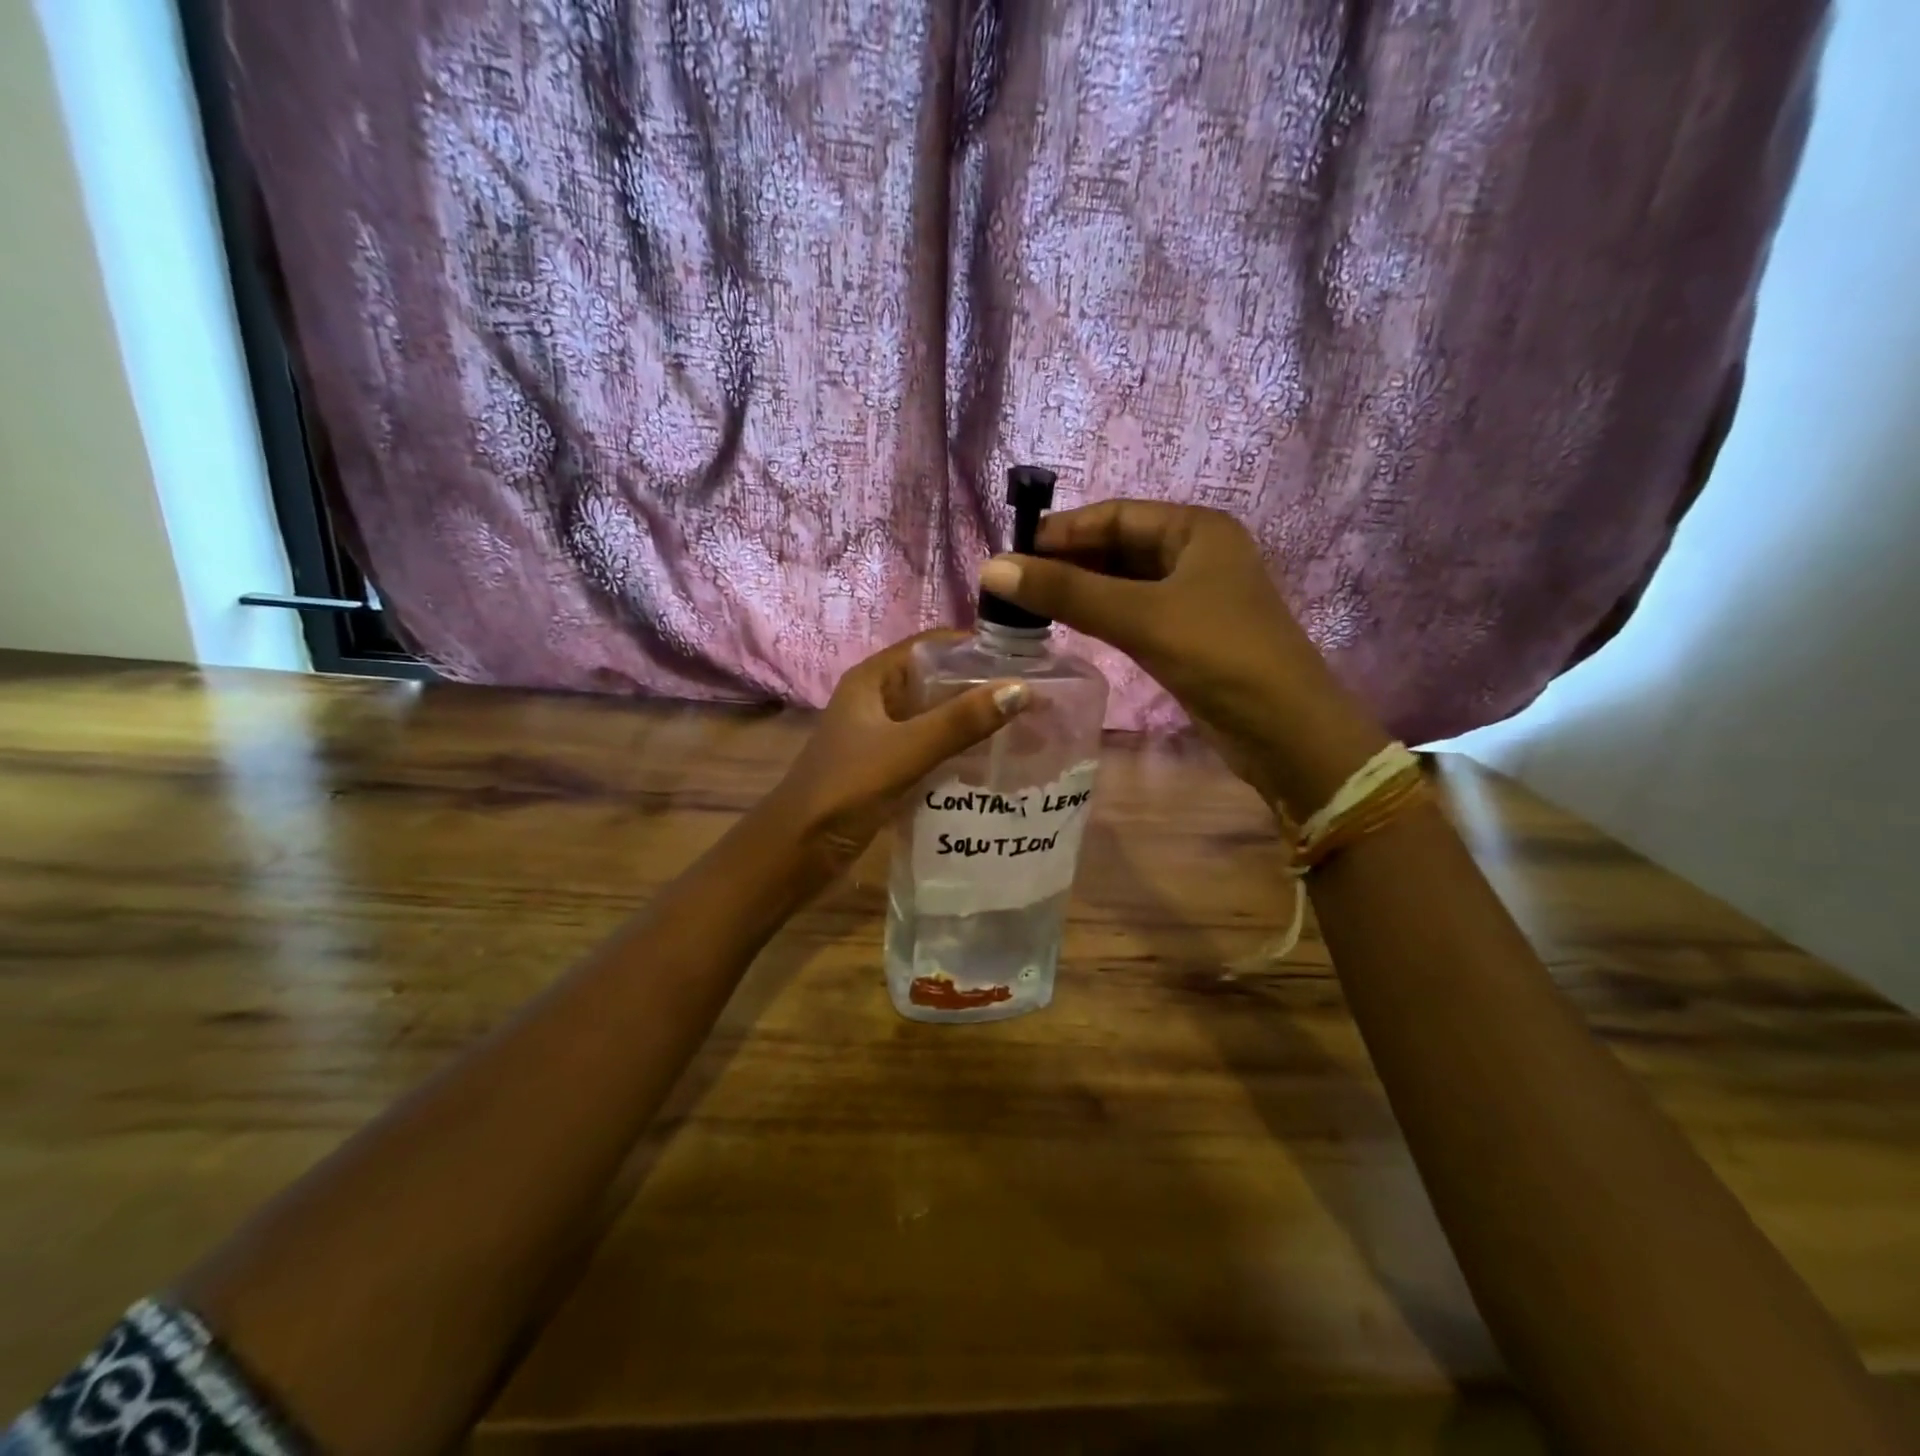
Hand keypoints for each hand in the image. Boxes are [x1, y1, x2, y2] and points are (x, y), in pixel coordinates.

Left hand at [763, 632, 1029, 872]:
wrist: (795, 852)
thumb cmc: (843, 790)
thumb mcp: (904, 751)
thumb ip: (959, 722)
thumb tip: (1022, 689)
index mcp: (873, 679)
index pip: (933, 645)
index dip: (977, 648)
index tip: (1028, 661)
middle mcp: (878, 699)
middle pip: (939, 681)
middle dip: (983, 688)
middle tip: (1037, 701)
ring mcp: (882, 735)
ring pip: (937, 718)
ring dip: (974, 722)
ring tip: (1026, 730)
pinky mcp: (888, 768)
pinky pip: (932, 749)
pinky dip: (961, 752)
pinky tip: (994, 764)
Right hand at [977, 501, 1387, 815]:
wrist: (1285, 731)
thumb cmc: (1221, 656)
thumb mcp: (1141, 617)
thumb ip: (1067, 592)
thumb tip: (991, 567)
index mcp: (1196, 529)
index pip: (1115, 515)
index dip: (1062, 531)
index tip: (1011, 552)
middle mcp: (1196, 554)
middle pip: (1118, 547)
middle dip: (1067, 562)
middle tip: (1012, 584)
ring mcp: (1194, 597)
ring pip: (1123, 583)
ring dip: (1079, 590)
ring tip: (1027, 605)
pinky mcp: (1188, 635)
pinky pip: (1132, 613)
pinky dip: (1099, 615)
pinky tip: (1066, 625)